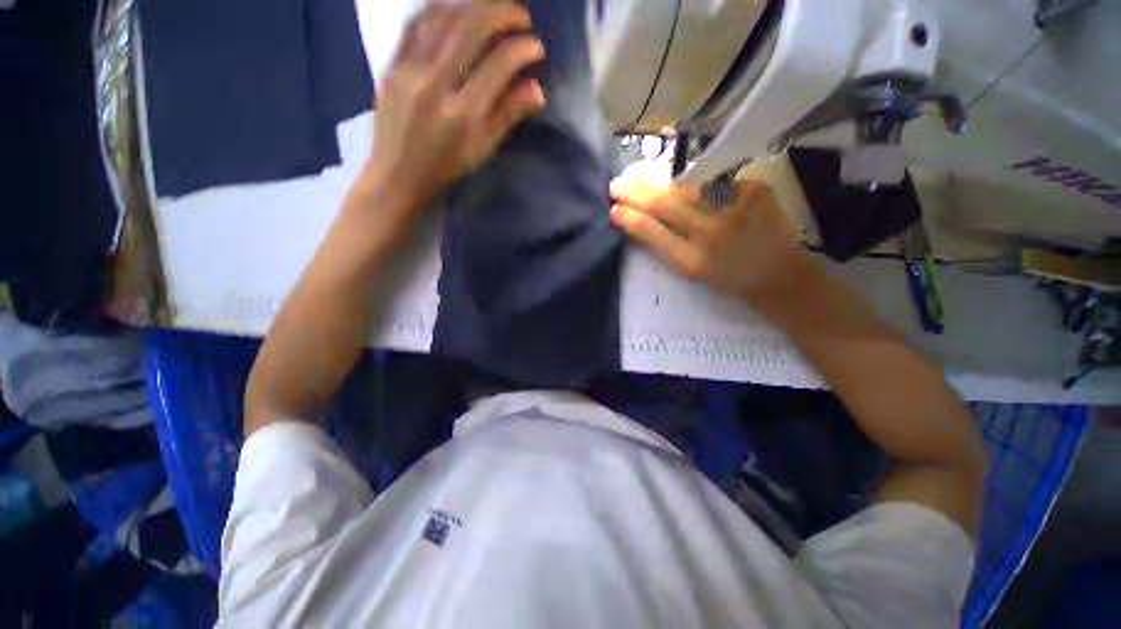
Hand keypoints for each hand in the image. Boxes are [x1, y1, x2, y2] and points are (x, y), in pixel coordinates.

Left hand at [363, 2, 546, 212]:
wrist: (397, 175)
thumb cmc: (446, 168)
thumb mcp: (482, 150)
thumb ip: (507, 116)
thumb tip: (538, 90)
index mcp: (462, 114)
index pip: (497, 66)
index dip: (521, 50)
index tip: (537, 46)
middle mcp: (434, 84)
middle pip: (470, 29)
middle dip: (502, 13)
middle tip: (522, 15)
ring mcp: (408, 70)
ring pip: (443, 18)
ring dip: (473, 4)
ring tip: (494, 6)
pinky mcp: (391, 64)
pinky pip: (415, 23)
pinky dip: (440, 8)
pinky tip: (457, 6)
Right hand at [610, 165, 809, 301]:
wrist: (778, 274)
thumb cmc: (728, 278)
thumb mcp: (692, 271)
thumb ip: (666, 246)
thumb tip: (638, 218)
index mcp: (693, 262)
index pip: (654, 234)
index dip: (631, 219)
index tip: (613, 209)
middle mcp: (712, 234)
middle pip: (666, 206)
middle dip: (637, 193)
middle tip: (616, 184)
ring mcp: (735, 208)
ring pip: (687, 190)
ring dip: (660, 185)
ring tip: (639, 179)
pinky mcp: (754, 190)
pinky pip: (713, 185)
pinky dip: (694, 187)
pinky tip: (683, 187)